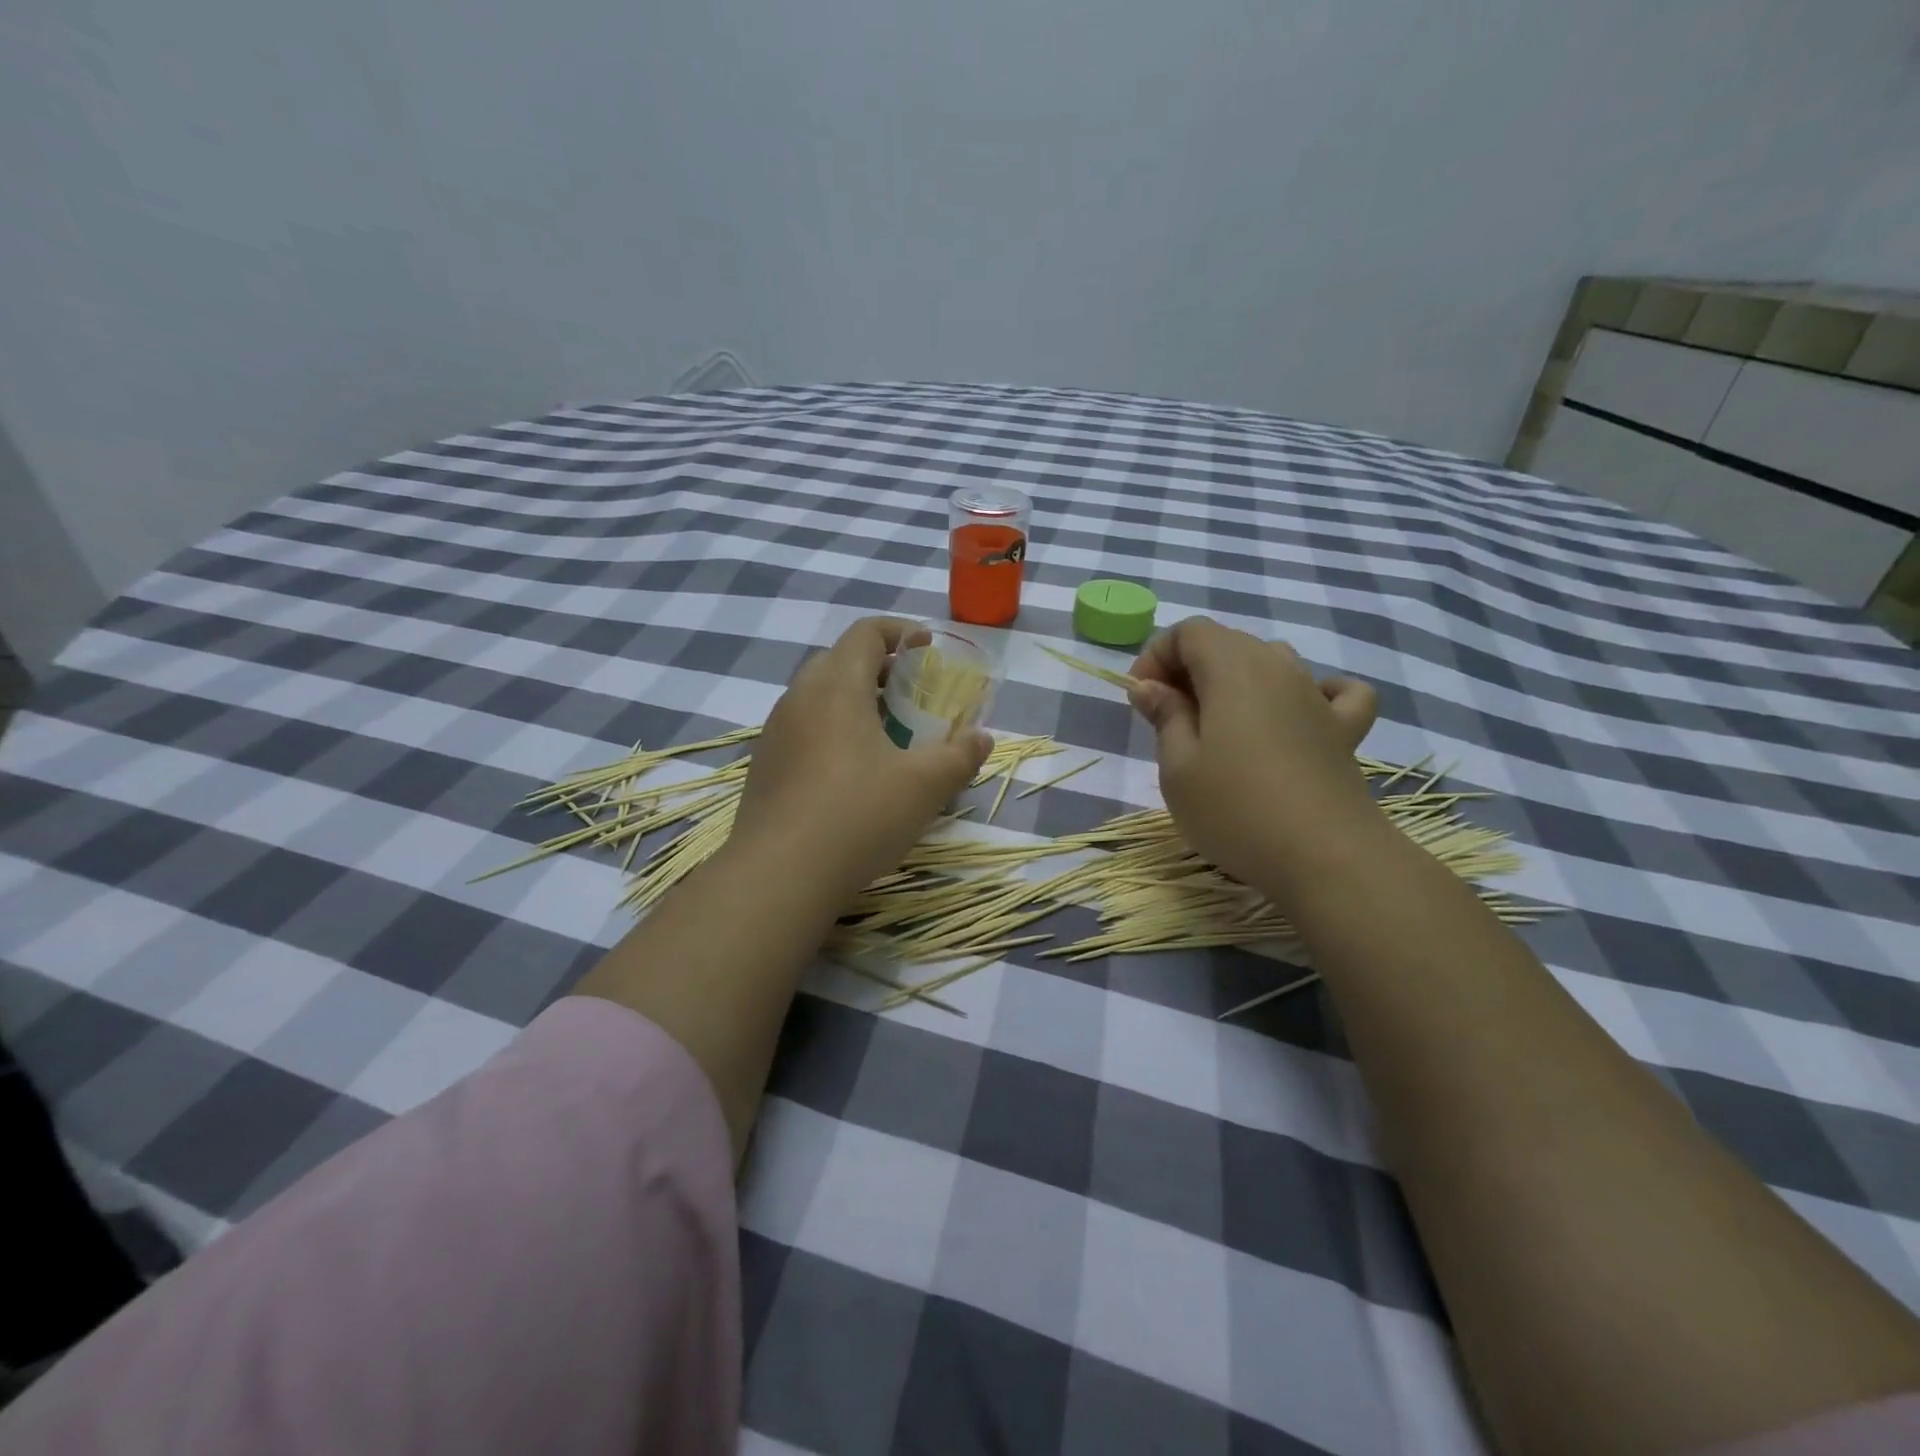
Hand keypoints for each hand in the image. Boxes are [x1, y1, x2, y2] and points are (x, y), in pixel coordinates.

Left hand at [734, 617, 992, 901]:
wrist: (778, 876)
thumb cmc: (859, 816)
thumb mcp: (925, 786)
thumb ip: (960, 756)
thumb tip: (982, 738)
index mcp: (837, 686)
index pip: (866, 633)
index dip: (900, 631)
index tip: (927, 648)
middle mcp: (799, 698)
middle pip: (839, 660)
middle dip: (879, 666)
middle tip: (910, 692)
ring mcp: (775, 732)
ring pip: (818, 696)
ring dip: (854, 699)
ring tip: (886, 732)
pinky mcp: (765, 766)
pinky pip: (803, 728)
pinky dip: (832, 729)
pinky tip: (851, 771)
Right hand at [1127, 617, 1379, 892]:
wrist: (1325, 857)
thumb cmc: (1235, 809)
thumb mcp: (1178, 766)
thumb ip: (1165, 716)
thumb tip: (1150, 685)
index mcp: (1232, 669)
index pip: (1190, 631)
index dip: (1157, 654)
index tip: (1141, 698)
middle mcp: (1278, 668)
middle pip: (1228, 642)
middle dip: (1189, 668)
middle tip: (1167, 716)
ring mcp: (1317, 696)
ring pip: (1271, 661)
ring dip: (1236, 680)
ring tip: (1217, 724)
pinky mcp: (1344, 730)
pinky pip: (1333, 691)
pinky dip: (1311, 692)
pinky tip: (1299, 714)